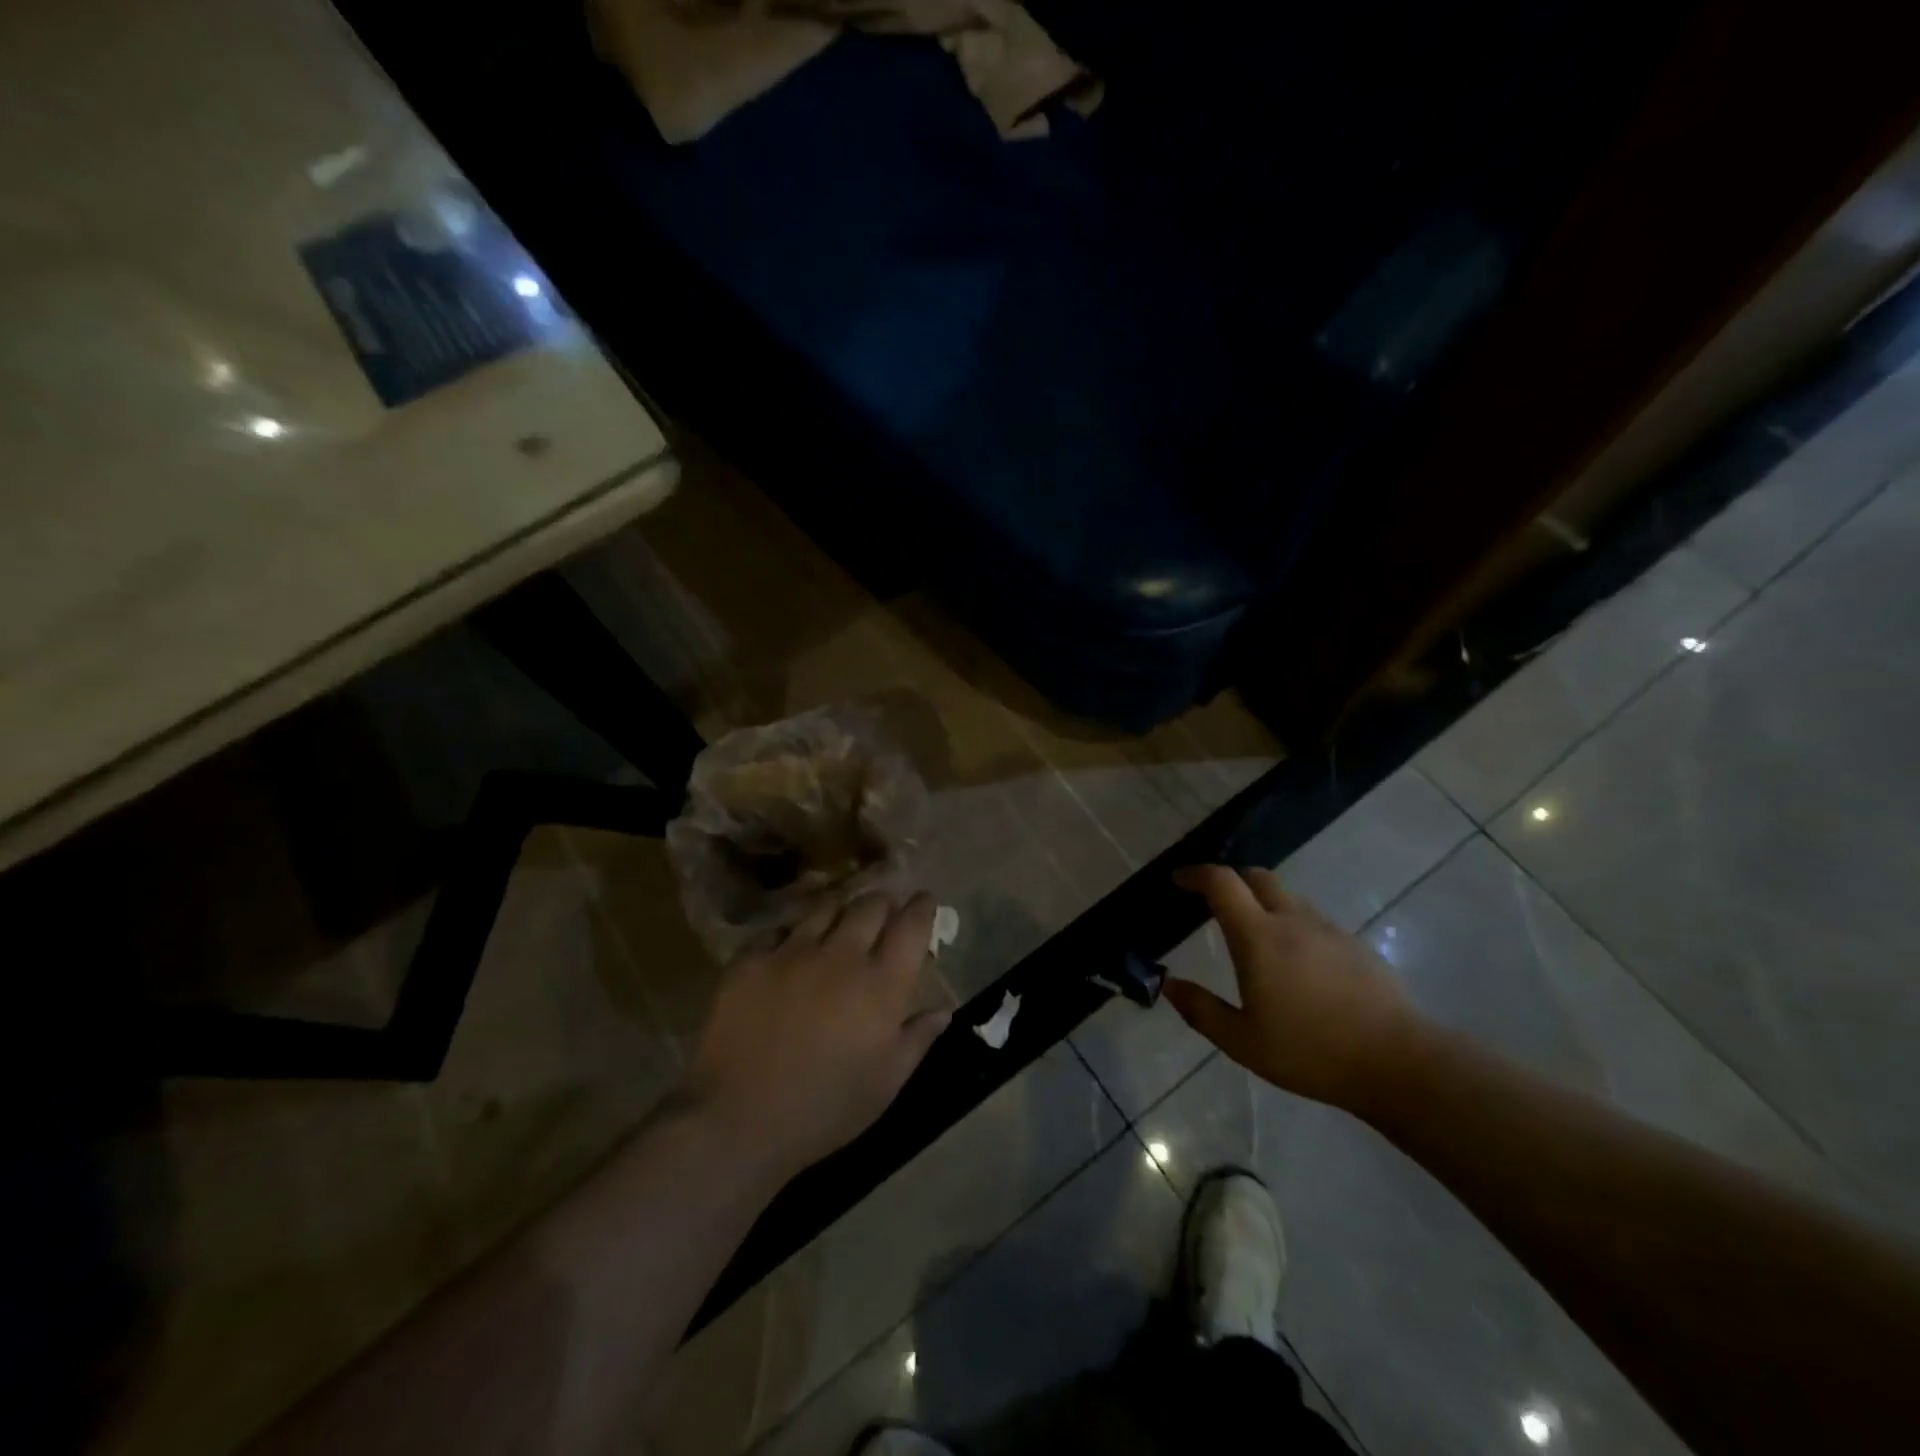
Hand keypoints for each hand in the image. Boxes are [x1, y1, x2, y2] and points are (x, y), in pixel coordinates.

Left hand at [683, 892, 950, 1182]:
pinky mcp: (752, 959)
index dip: (922, 908)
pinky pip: (779, 931)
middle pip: (870, 905)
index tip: (924, 901)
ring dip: (841, 909)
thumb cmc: (825, 1109)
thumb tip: (942, 1010)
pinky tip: (791, 949)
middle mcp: (842, 955)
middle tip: (884, 911)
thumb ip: (917, 1040)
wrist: (739, 1119)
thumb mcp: (885, 1084)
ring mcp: (793, 952)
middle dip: (883, 902)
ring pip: (826, 908)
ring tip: (840, 920)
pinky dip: (793, 935)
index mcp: (882, 985)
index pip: (912, 926)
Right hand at [1164, 865, 1420, 1110]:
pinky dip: (1292, 925)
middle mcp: (1292, 920)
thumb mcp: (1242, 1041)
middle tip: (1213, 902)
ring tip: (1254, 936)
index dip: (1196, 874)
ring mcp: (1328, 930)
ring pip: (1288, 898)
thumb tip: (1169, 984)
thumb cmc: (1310, 1051)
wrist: (1398, 1062)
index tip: (1179, 880)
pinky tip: (1296, 964)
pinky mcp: (1355, 946)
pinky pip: (1313, 921)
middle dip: (1231, 880)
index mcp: (1258, 936)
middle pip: (1257, 876)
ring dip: (1263, 903)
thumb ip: (1201, 1010)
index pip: (1222, 882)